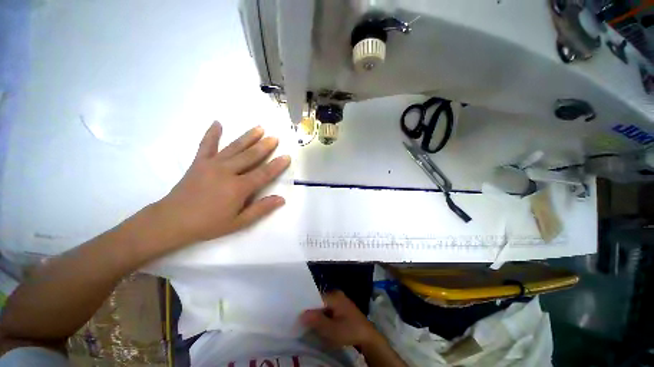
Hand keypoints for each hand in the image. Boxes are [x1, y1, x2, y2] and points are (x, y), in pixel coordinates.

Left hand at [153, 121, 289, 246]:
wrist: (172, 221)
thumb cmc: (208, 224)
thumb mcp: (239, 222)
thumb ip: (261, 209)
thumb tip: (281, 199)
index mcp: (238, 187)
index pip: (263, 173)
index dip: (277, 165)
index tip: (287, 156)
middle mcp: (227, 172)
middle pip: (250, 156)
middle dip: (265, 146)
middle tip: (275, 137)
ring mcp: (212, 164)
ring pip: (234, 147)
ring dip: (248, 137)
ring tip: (259, 127)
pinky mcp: (198, 162)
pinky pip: (206, 145)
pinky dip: (211, 134)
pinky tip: (217, 123)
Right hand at [300, 291, 380, 348]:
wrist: (368, 336)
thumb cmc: (350, 331)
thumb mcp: (332, 329)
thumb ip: (317, 321)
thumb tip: (301, 314)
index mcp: (334, 295)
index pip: (315, 296)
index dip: (306, 305)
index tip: (297, 314)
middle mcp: (336, 294)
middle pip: (319, 301)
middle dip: (311, 311)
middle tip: (301, 320)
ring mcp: (339, 301)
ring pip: (323, 306)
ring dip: (317, 315)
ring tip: (307, 324)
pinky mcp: (342, 308)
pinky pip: (328, 309)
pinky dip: (323, 316)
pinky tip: (319, 325)